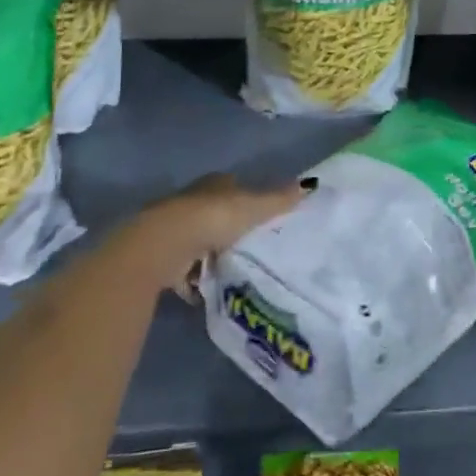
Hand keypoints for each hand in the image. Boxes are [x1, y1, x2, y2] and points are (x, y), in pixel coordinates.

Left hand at [120, 173, 309, 292]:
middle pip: (215, 214)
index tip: (261, 216)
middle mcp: (192, 201)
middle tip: (251, 248)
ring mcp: (175, 230)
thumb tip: (311, 184)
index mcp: (214, 185)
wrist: (165, 245)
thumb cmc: (213, 218)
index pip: (233, 187)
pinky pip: (185, 269)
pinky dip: (194, 280)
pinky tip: (208, 292)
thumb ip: (280, 199)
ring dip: (211, 256)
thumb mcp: (253, 207)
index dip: (246, 199)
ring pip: (199, 242)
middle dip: (228, 230)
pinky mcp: (165, 257)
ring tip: (233, 273)